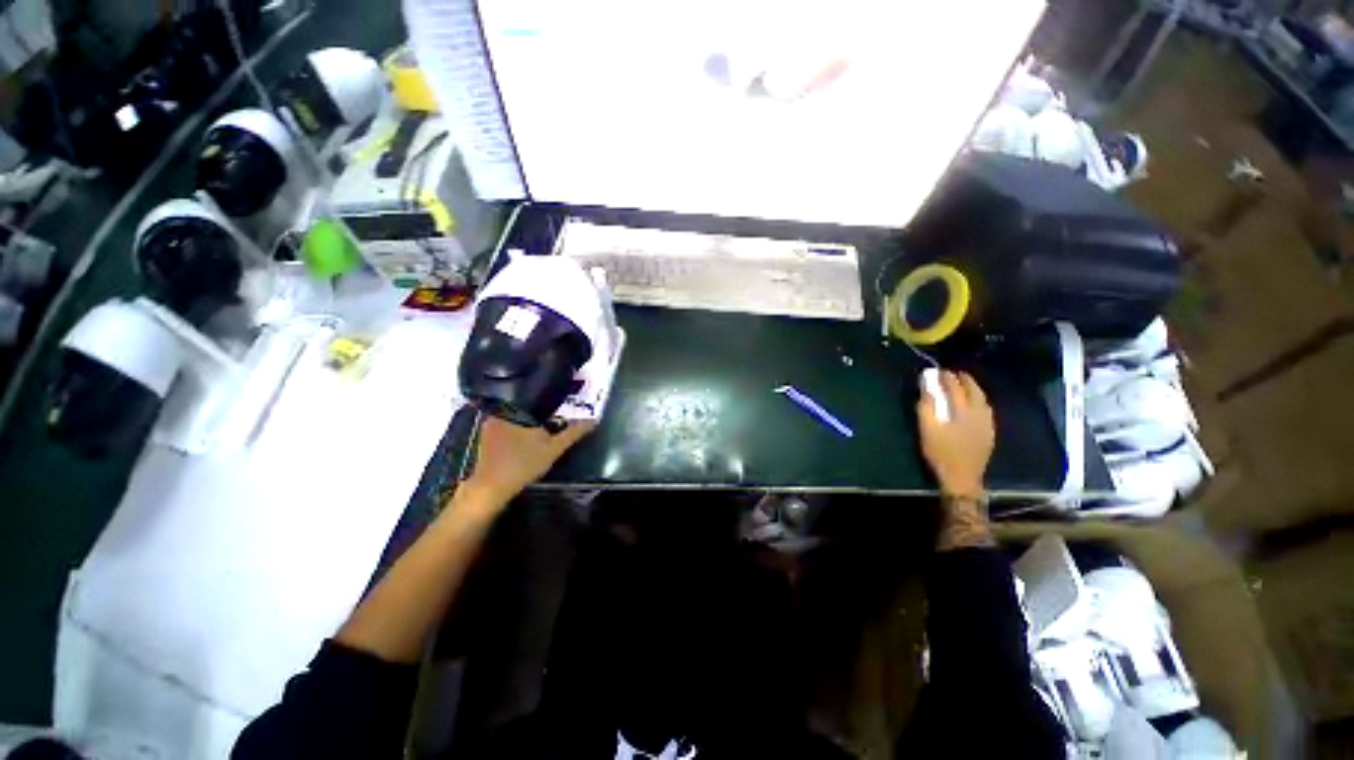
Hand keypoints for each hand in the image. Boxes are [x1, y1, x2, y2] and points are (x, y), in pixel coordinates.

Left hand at [462, 415, 596, 505]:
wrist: (492, 489)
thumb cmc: (523, 464)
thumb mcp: (554, 448)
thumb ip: (574, 433)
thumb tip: (594, 420)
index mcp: (514, 410)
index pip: (535, 399)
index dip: (549, 404)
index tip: (559, 410)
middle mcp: (498, 413)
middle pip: (524, 409)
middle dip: (537, 414)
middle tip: (552, 422)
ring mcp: (488, 426)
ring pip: (514, 419)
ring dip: (526, 424)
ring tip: (541, 431)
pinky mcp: (484, 439)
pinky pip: (505, 428)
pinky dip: (515, 432)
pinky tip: (524, 442)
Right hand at [917, 370, 994, 498]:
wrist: (962, 476)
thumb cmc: (940, 452)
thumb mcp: (927, 429)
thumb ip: (926, 407)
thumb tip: (927, 388)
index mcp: (963, 411)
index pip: (955, 387)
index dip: (947, 378)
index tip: (939, 371)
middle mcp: (979, 413)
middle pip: (974, 391)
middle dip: (964, 380)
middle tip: (953, 374)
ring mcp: (987, 423)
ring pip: (983, 399)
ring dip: (973, 389)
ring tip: (964, 385)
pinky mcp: (989, 432)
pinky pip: (986, 410)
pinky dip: (978, 401)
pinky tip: (974, 404)